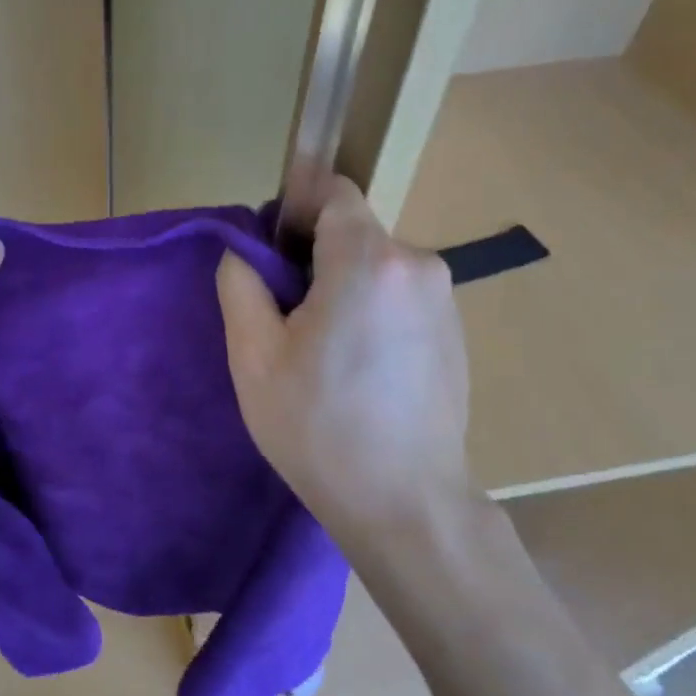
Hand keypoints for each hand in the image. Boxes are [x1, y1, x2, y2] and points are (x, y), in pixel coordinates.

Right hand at [217, 178, 474, 532]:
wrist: (406, 504)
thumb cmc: (319, 428)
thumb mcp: (254, 357)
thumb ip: (240, 284)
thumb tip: (244, 252)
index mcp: (369, 261)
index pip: (333, 192)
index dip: (295, 211)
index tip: (273, 259)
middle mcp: (418, 265)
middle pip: (352, 232)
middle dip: (314, 259)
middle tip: (287, 322)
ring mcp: (444, 298)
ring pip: (375, 265)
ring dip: (343, 287)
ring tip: (323, 353)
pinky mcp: (455, 329)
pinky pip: (399, 294)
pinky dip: (372, 310)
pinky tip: (360, 368)